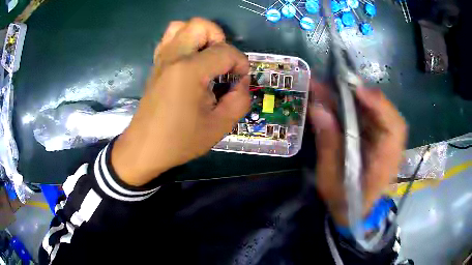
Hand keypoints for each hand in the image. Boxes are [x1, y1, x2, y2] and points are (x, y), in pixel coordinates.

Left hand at [111, 18, 249, 185]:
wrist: (144, 148)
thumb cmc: (180, 141)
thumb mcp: (219, 126)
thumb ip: (240, 100)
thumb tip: (242, 82)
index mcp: (190, 71)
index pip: (225, 51)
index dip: (241, 64)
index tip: (240, 82)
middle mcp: (173, 57)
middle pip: (201, 25)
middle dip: (220, 39)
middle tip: (222, 64)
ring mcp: (161, 58)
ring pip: (182, 26)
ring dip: (200, 36)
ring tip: (206, 58)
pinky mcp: (155, 64)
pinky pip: (169, 38)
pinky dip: (184, 40)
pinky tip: (191, 61)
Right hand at [309, 81, 406, 225]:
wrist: (355, 214)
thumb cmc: (344, 202)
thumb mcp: (330, 180)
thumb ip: (328, 145)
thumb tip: (318, 108)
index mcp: (385, 163)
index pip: (394, 129)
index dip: (379, 105)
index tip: (357, 90)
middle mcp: (391, 148)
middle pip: (387, 113)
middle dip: (365, 95)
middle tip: (339, 82)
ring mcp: (385, 142)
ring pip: (378, 112)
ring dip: (356, 97)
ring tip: (332, 86)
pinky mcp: (378, 139)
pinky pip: (370, 116)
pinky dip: (354, 105)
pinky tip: (337, 98)